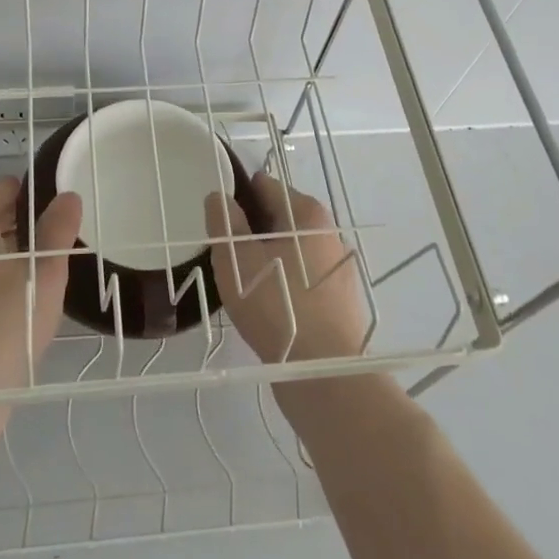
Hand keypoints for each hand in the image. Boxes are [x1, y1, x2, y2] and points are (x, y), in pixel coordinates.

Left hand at [0, 175, 80, 398]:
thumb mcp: (45, 272)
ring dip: (5, 249)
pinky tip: (16, 297)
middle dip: (17, 219)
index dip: (27, 191)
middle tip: (53, 231)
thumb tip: (68, 196)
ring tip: (41, 263)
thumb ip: (58, 230)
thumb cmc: (6, 322)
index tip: (53, 202)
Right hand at [205, 171, 367, 362]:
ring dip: (267, 259)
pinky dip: (283, 283)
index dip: (236, 198)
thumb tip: (220, 197)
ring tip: (243, 285)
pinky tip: (267, 307)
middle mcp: (328, 232)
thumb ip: (224, 222)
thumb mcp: (236, 259)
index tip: (218, 222)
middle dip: (251, 231)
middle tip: (226, 257)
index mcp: (306, 213)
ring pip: (291, 250)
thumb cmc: (277, 305)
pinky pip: (302, 278)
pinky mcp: (340, 299)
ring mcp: (337, 267)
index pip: (264, 186)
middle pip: (279, 218)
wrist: (325, 372)